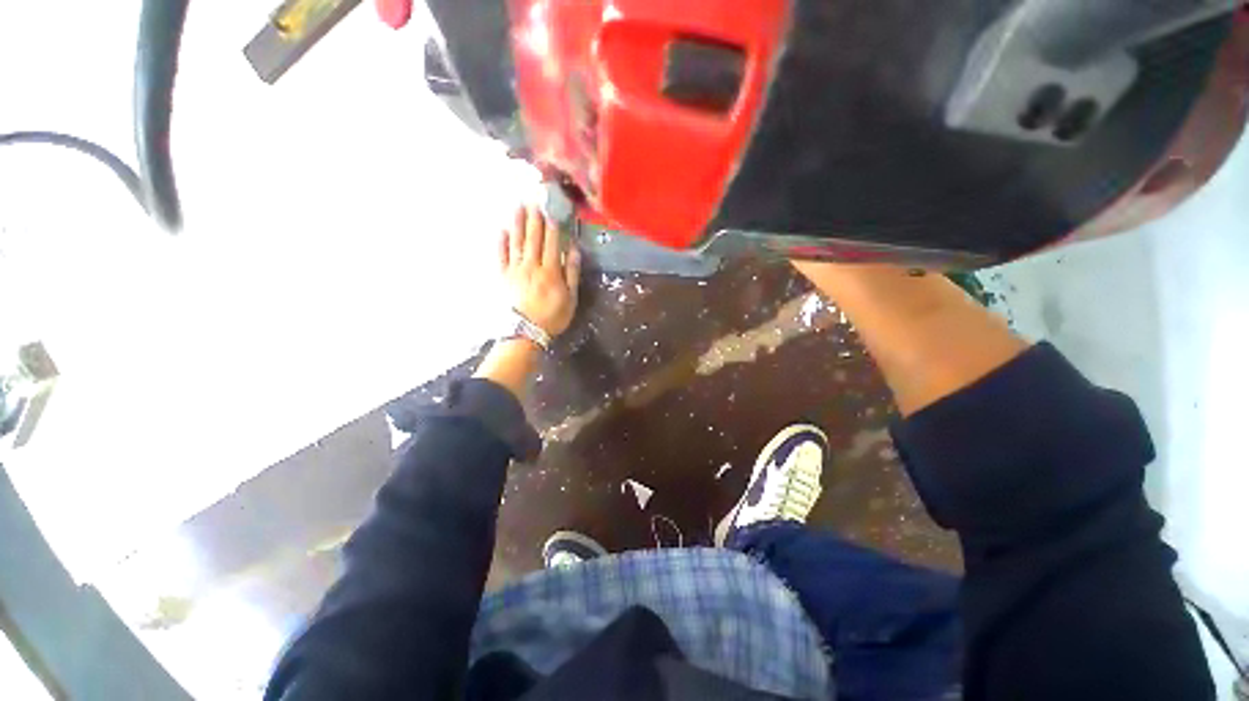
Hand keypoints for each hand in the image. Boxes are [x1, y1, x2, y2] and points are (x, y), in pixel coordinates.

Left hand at [500, 205, 581, 337]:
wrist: (526, 332)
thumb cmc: (552, 316)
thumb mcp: (571, 298)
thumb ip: (572, 273)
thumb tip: (574, 249)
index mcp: (550, 271)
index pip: (551, 243)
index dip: (552, 226)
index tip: (552, 209)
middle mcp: (531, 265)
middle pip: (533, 238)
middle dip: (534, 218)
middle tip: (534, 199)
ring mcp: (515, 270)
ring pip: (516, 242)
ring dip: (517, 223)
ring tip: (518, 206)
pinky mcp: (503, 276)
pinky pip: (501, 256)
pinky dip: (501, 242)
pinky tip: (502, 230)